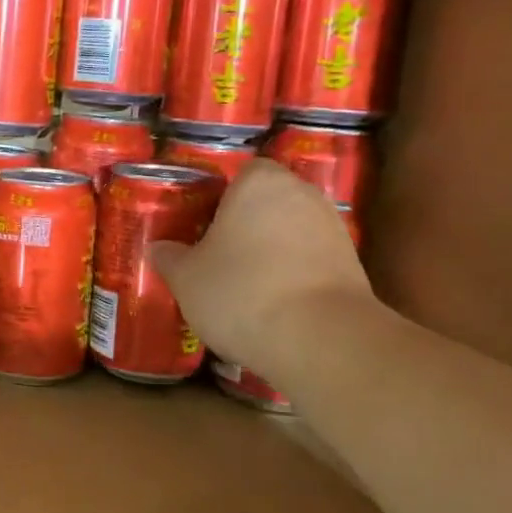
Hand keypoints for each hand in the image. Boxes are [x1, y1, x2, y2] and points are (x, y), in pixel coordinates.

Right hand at [149, 160, 371, 375]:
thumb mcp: (186, 278)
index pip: (240, 172)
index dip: (220, 197)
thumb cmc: (241, 291)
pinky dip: (294, 276)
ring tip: (245, 285)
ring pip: (291, 232)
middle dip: (246, 224)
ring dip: (272, 251)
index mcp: (259, 183)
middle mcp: (303, 194)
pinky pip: (311, 261)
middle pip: (268, 201)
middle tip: (217, 254)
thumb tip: (158, 248)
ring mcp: (334, 229)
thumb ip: (170, 257)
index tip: (202, 224)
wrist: (321, 340)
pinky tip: (274, 305)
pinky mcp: (353, 266)